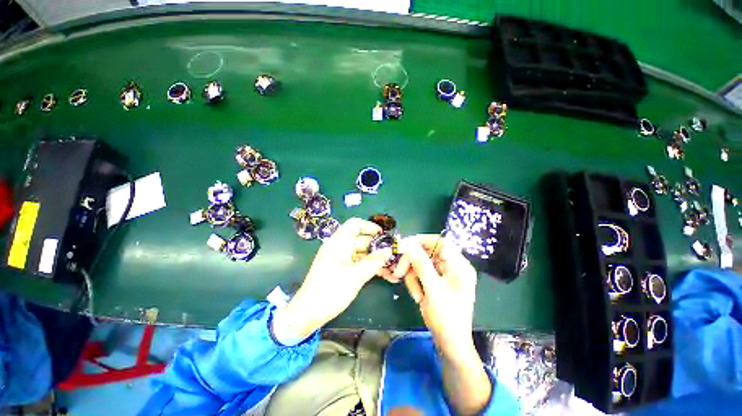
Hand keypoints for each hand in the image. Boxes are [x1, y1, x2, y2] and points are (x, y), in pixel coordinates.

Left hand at [273, 218, 391, 338]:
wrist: (308, 312)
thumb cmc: (331, 290)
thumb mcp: (356, 275)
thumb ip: (374, 261)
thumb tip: (389, 250)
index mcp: (339, 242)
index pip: (355, 224)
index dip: (370, 226)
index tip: (383, 235)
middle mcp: (338, 246)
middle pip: (360, 239)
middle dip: (376, 246)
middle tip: (391, 254)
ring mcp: (338, 258)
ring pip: (360, 252)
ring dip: (373, 258)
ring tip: (389, 267)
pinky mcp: (339, 268)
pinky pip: (356, 261)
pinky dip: (367, 265)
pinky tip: (380, 273)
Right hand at [396, 235, 477, 352]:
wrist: (450, 344)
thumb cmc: (446, 318)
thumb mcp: (432, 289)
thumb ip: (421, 264)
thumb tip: (408, 244)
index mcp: (459, 266)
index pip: (441, 242)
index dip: (422, 240)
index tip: (405, 244)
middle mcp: (453, 267)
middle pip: (428, 253)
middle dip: (413, 263)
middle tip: (399, 272)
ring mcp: (445, 274)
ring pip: (422, 263)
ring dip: (414, 277)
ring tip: (417, 295)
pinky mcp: (438, 282)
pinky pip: (422, 273)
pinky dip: (416, 283)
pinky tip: (419, 297)